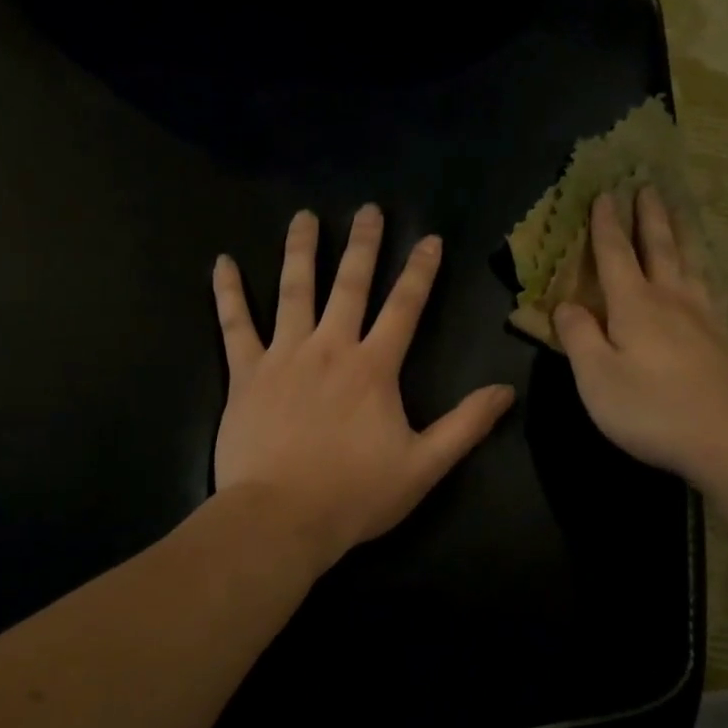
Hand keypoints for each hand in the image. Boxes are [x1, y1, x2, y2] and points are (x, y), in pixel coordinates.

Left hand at [213, 205, 515, 567]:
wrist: (281, 518)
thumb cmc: (355, 495)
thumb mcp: (424, 466)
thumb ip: (465, 426)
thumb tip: (505, 391)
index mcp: (373, 368)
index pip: (404, 307)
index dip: (419, 271)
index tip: (429, 239)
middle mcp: (329, 348)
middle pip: (349, 285)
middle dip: (362, 245)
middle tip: (368, 210)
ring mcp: (283, 356)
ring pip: (293, 291)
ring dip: (301, 251)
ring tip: (304, 217)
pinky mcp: (245, 374)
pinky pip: (234, 325)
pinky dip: (228, 293)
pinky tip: (222, 263)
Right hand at [555, 188, 727, 483]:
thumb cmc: (652, 410)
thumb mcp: (597, 379)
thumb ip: (579, 338)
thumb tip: (565, 305)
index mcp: (635, 306)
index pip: (615, 255)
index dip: (606, 226)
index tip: (604, 194)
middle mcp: (671, 300)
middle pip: (659, 247)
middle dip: (649, 216)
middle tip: (647, 185)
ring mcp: (704, 317)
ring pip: (690, 261)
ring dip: (681, 232)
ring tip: (680, 210)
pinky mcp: (724, 338)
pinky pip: (711, 287)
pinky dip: (705, 268)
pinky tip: (707, 273)